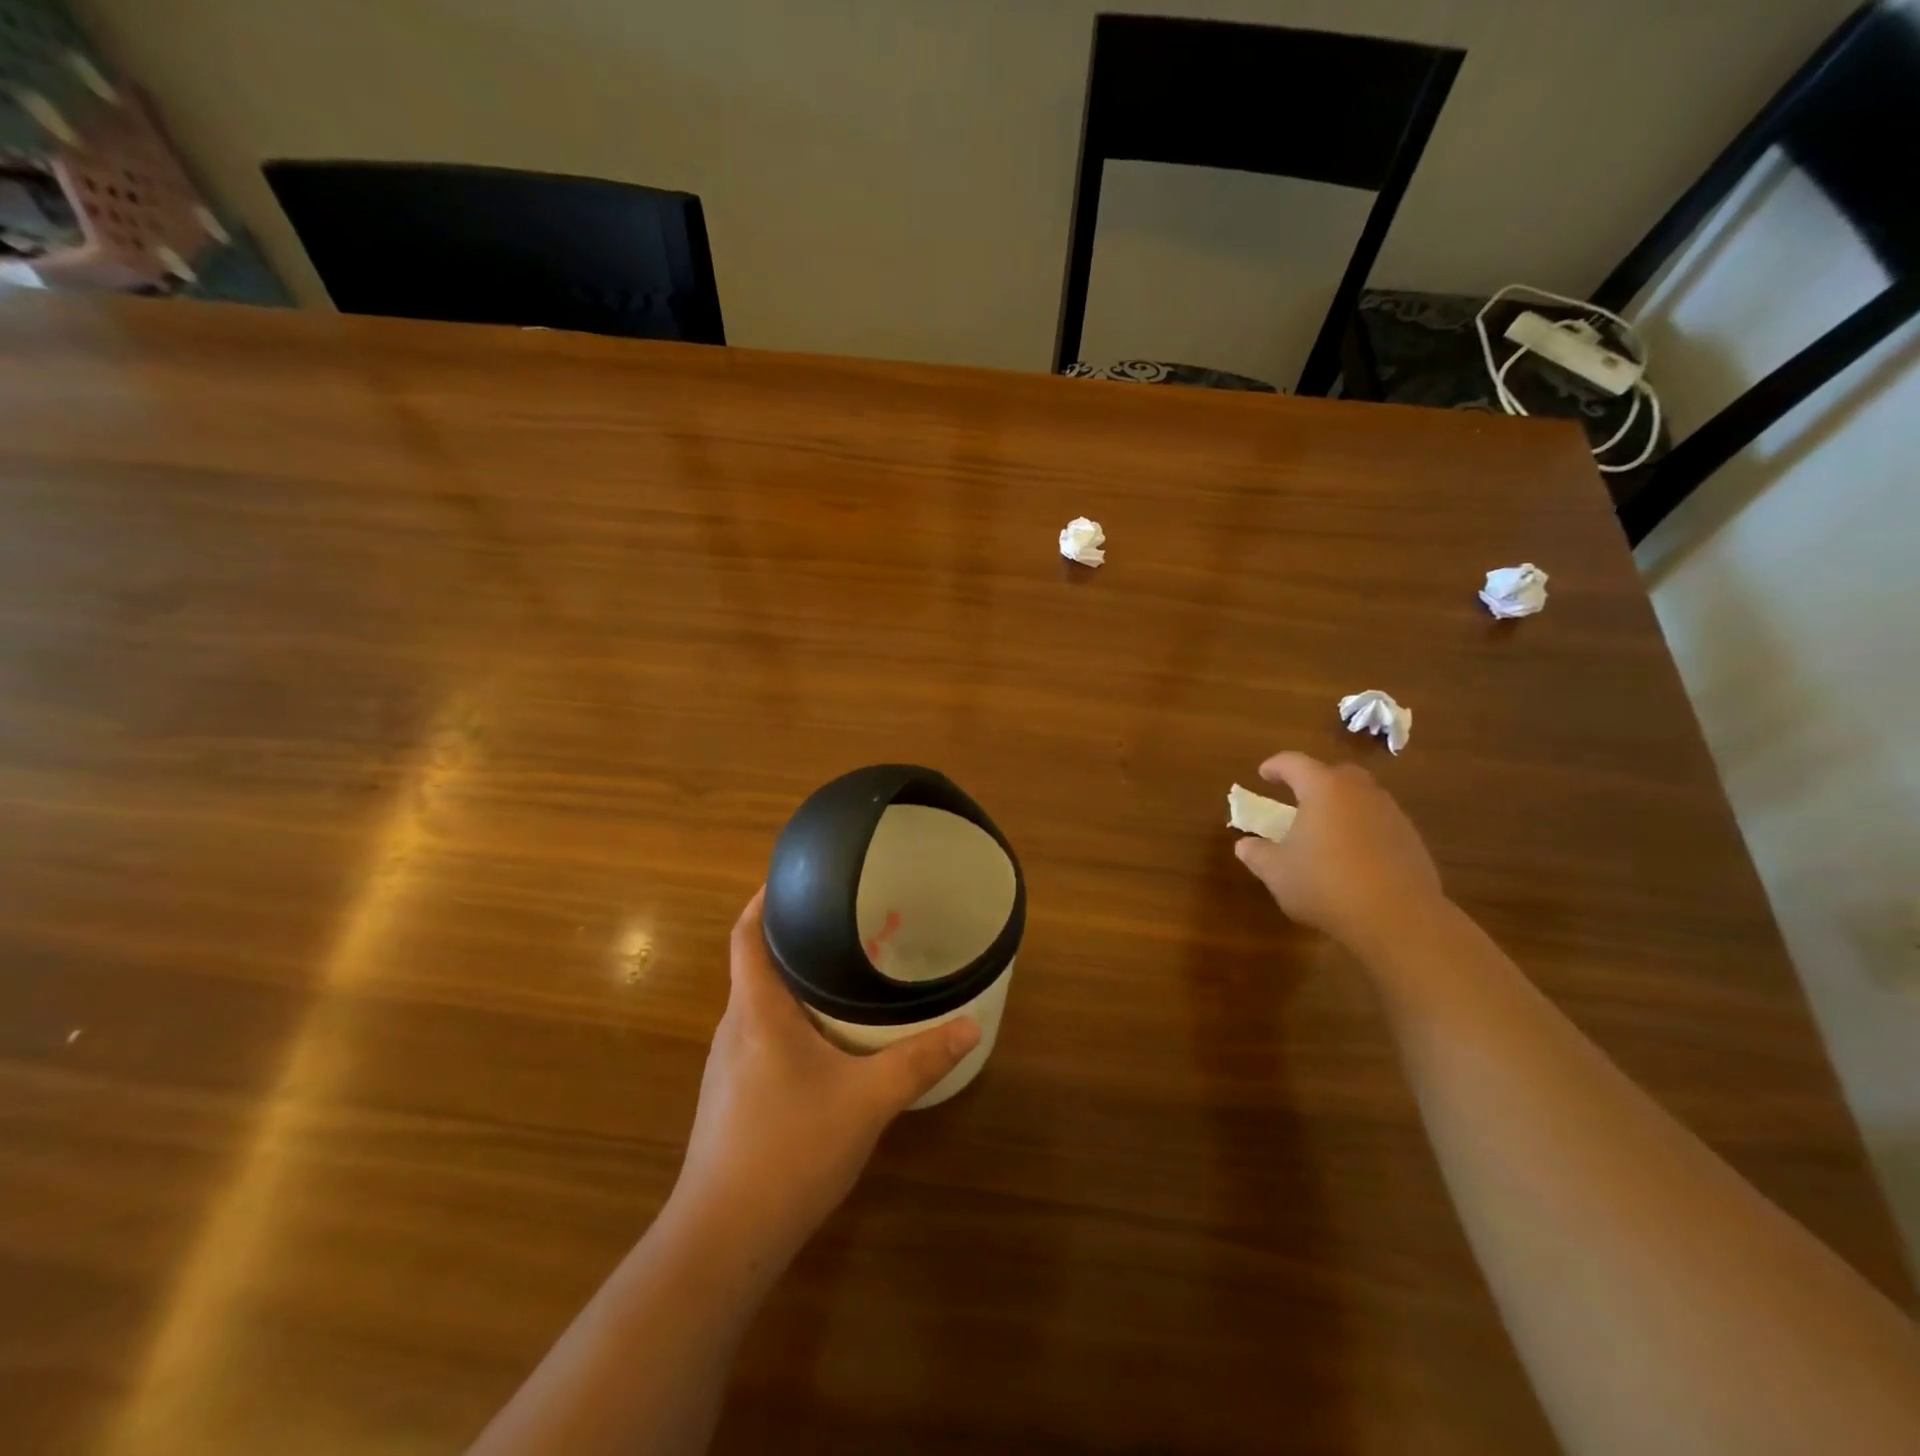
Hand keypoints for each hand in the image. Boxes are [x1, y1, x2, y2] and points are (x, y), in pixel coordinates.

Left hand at [669, 889, 980, 1264]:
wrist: (723, 1239)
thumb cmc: (789, 1150)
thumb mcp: (867, 1101)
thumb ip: (918, 1060)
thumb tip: (970, 1026)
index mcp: (756, 1010)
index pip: (746, 934)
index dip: (763, 898)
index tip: (796, 875)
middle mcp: (733, 1027)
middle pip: (755, 963)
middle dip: (793, 938)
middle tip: (843, 922)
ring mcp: (726, 1064)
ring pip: (758, 1003)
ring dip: (792, 981)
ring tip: (839, 971)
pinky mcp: (730, 1095)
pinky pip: (759, 1035)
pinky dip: (788, 1018)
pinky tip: (823, 1040)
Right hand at [1232, 751, 1445, 952]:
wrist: (1398, 918)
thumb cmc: (1326, 885)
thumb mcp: (1277, 873)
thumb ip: (1257, 854)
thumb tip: (1244, 845)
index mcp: (1323, 789)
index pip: (1294, 763)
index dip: (1275, 766)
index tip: (1263, 774)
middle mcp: (1360, 792)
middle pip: (1335, 773)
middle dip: (1314, 781)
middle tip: (1298, 798)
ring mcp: (1391, 814)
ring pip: (1361, 797)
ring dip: (1341, 806)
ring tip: (1325, 830)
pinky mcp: (1411, 840)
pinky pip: (1379, 822)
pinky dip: (1362, 828)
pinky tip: (1353, 856)